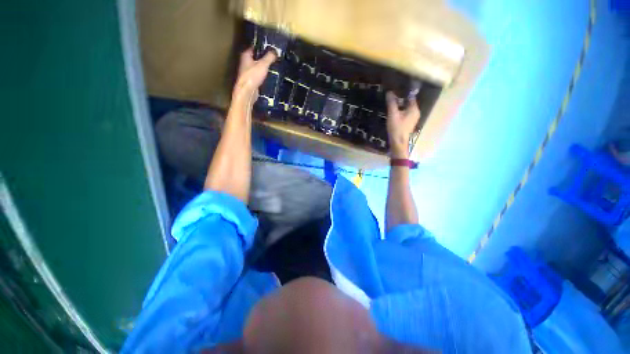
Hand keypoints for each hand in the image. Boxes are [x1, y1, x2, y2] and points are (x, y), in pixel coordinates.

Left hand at [232, 47, 277, 102]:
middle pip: (257, 58)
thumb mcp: (263, 64)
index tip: (271, 48)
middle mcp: (245, 62)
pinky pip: (259, 75)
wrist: (247, 92)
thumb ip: (269, 57)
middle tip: (274, 58)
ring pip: (258, 67)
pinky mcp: (251, 81)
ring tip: (274, 67)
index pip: (255, 47)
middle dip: (265, 58)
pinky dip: (264, 75)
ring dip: (265, 68)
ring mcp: (248, 72)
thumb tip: (275, 51)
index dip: (263, 47)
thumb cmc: (253, 76)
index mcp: (246, 55)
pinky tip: (270, 77)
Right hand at [386, 91, 420, 158]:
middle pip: (408, 102)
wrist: (398, 143)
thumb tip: (389, 92)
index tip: (396, 88)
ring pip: (406, 108)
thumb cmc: (397, 128)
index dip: (403, 92)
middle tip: (392, 95)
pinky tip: (393, 112)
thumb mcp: (393, 114)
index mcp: (414, 109)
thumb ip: (391, 103)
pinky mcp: (408, 123)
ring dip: (400, 105)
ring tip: (391, 102)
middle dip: (401, 98)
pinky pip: (405, 113)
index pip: (410, 96)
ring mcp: (412, 119)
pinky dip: (400, 111)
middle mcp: (415, 112)